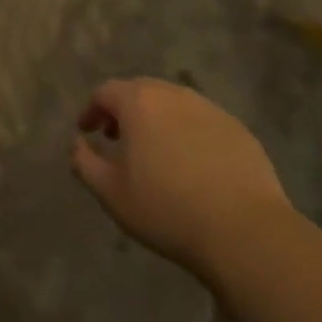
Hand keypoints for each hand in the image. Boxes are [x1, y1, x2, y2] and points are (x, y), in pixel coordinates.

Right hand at [71, 78, 292, 278]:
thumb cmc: (166, 208)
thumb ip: (84, 162)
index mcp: (140, 102)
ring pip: (174, 105)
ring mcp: (211, 109)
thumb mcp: (110, 192)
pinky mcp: (238, 129)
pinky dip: (187, 133)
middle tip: (117, 138)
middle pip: (141, 91)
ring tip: (154, 152)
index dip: (92, 110)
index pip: (106, 92)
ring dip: (157, 120)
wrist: (244, 230)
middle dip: (124, 110)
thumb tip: (77, 143)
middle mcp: (175, 94)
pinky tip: (191, 165)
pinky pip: (202, 122)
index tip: (87, 132)